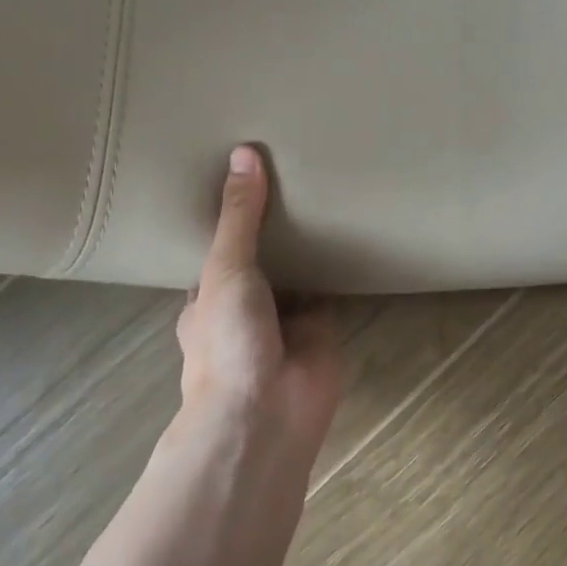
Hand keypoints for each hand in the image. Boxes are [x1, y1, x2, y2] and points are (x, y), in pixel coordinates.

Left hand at [176, 145, 340, 449]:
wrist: (267, 413)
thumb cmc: (228, 340)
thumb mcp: (226, 268)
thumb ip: (239, 216)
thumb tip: (244, 152)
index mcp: (210, 295)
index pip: (221, 247)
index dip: (233, 215)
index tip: (250, 175)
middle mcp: (247, 304)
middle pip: (264, 256)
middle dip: (278, 227)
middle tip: (298, 172)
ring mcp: (286, 317)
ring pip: (300, 270)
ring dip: (311, 244)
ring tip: (329, 188)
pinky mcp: (323, 325)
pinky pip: (332, 286)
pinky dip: (341, 264)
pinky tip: (356, 225)